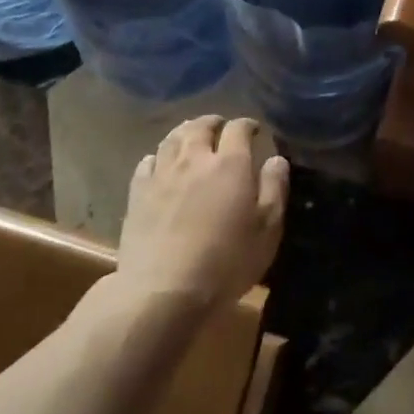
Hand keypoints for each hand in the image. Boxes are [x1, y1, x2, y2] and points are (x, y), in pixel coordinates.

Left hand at [116, 116, 289, 310]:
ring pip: (171, 139)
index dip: (247, 125)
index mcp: (230, 164)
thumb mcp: (267, 229)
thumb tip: (276, 159)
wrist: (164, 291)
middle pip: (200, 127)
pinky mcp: (137, 194)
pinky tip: (160, 163)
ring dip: (185, 132)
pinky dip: (158, 156)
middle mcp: (194, 160)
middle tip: (221, 126)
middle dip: (213, 122)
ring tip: (191, 136)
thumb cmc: (227, 262)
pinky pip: (147, 163)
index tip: (255, 130)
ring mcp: (161, 175)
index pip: (238, 129)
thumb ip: (274, 188)